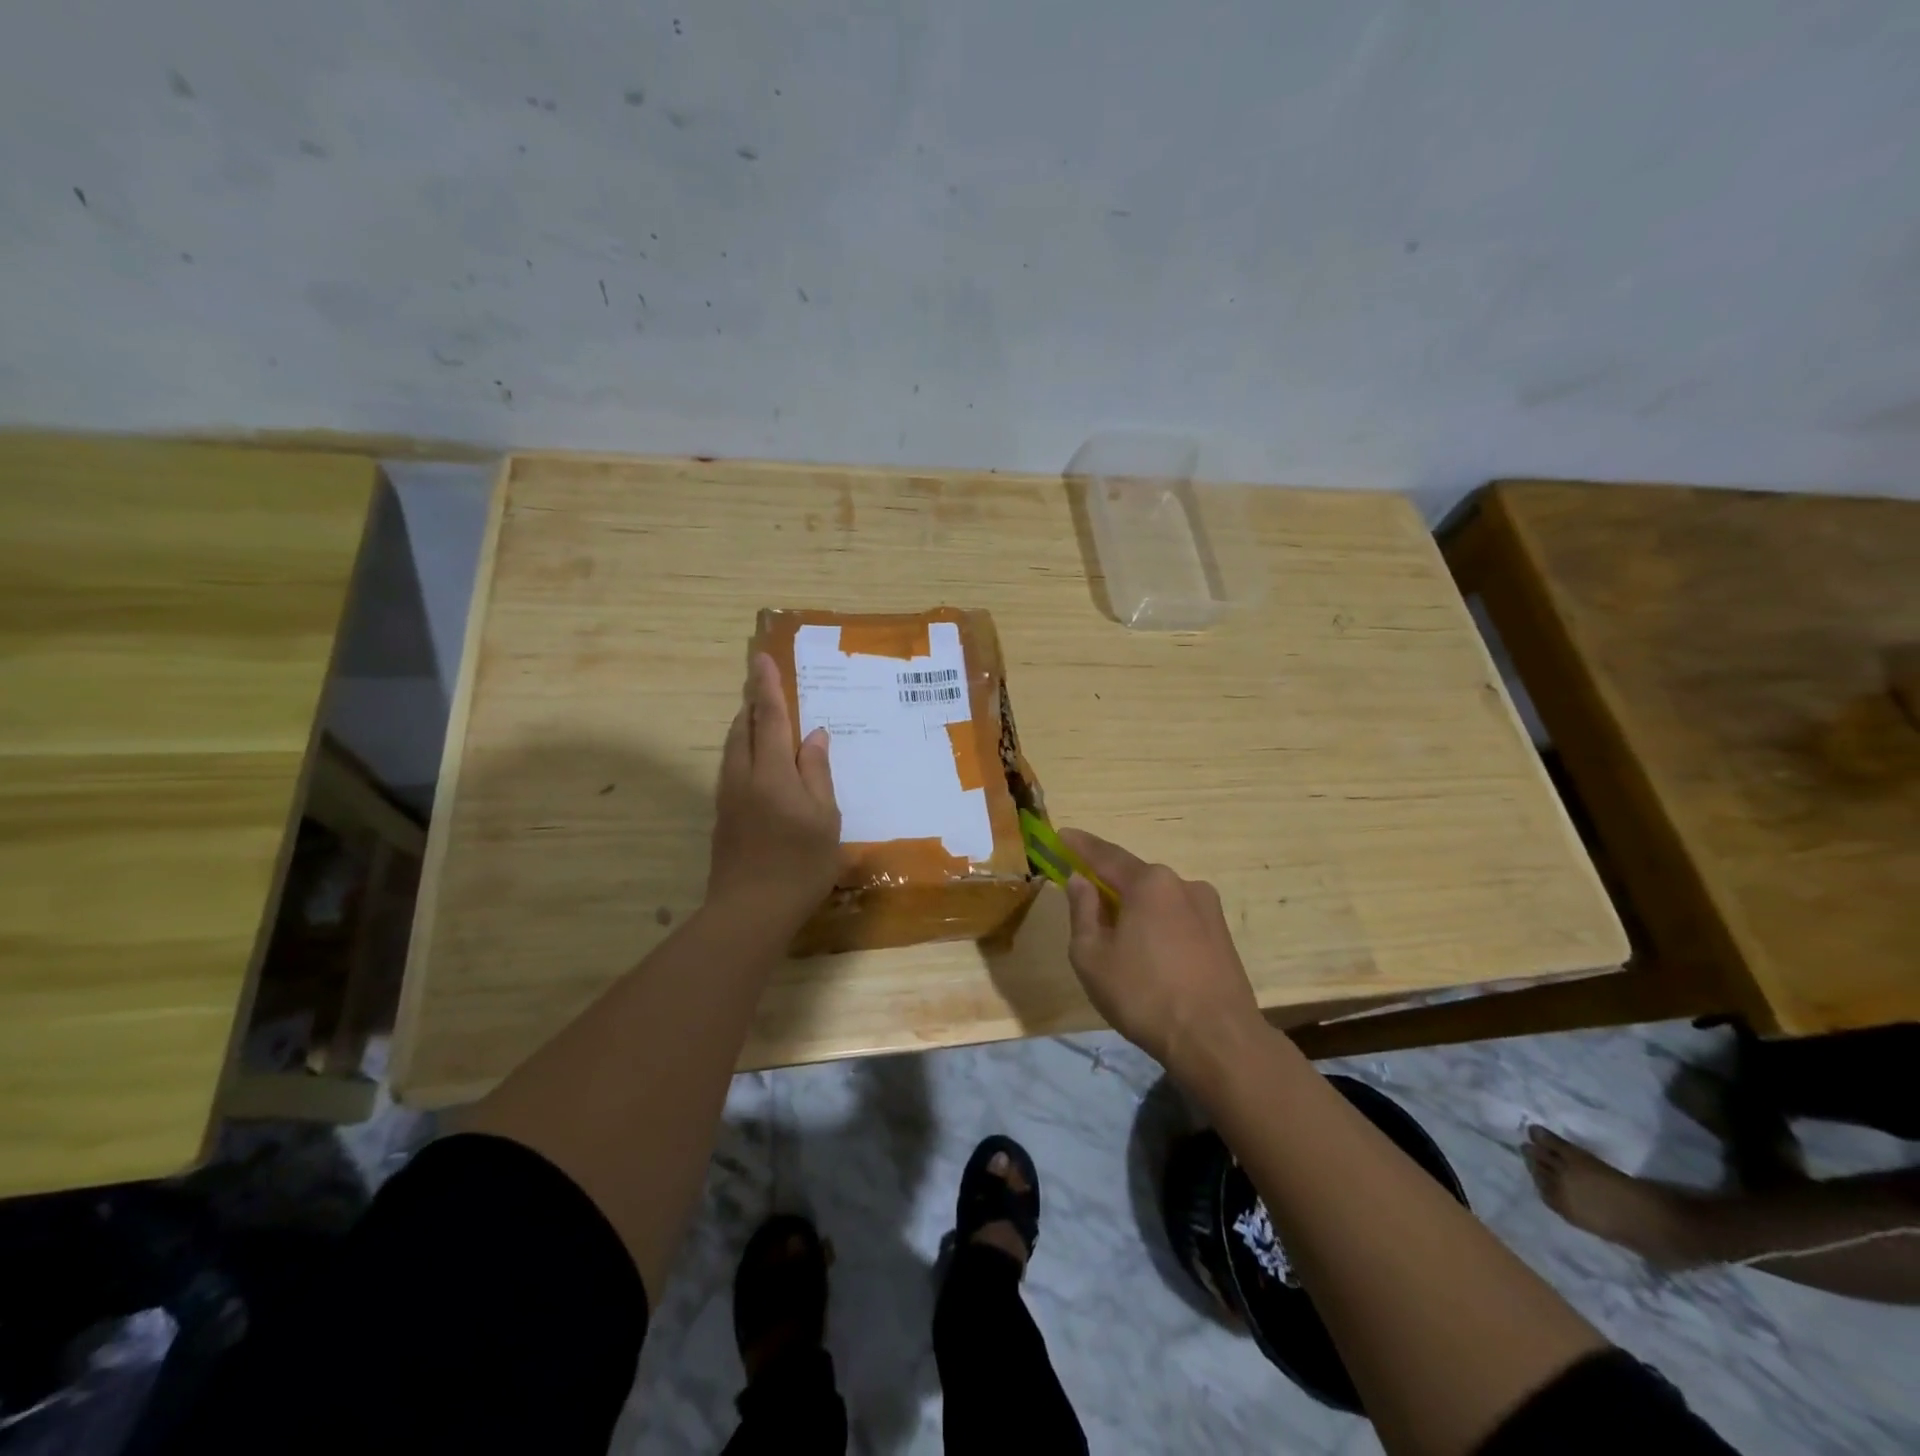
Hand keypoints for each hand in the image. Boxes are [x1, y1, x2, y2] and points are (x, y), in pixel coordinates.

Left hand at [707, 653, 840, 926]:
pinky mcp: (724, 817)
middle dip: (753, 702)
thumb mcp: (824, 818)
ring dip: (746, 725)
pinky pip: (733, 767)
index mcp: (772, 773)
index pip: (769, 718)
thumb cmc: (799, 864)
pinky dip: (744, 750)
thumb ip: (817, 772)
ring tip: (761, 715)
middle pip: (744, 728)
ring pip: (734, 748)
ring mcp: (729, 798)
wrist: (749, 911)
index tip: (762, 658)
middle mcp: (744, 777)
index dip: (767, 687)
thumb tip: (814, 735)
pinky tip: (758, 761)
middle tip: (762, 682)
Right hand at [1058, 829, 1261, 1077]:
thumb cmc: (1144, 995)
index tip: (1061, 835)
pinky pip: (1178, 918)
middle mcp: (1182, 884)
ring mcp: (1208, 909)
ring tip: (1118, 939)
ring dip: (1135, 909)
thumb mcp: (1092, 956)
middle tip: (1085, 900)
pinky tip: (1149, 956)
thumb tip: (1080, 881)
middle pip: (1135, 877)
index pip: (1105, 855)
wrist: (1218, 1041)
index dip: (1080, 845)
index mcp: (1149, 883)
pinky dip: (1157, 926)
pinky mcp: (1222, 935)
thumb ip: (1082, 911)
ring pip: (1158, 900)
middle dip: (1109, 885)